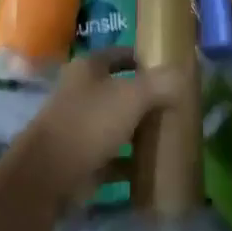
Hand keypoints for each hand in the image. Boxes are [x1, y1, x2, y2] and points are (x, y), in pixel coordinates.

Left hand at [9, 48, 175, 204]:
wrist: (48, 176)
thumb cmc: (90, 123)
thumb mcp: (132, 96)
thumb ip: (159, 83)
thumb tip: (183, 74)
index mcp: (88, 69)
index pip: (120, 54)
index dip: (143, 59)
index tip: (170, 70)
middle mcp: (81, 94)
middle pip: (120, 91)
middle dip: (146, 99)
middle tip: (176, 106)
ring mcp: (79, 128)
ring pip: (116, 125)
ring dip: (139, 132)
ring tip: (170, 136)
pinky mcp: (81, 160)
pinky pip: (113, 159)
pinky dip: (131, 164)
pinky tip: (153, 170)